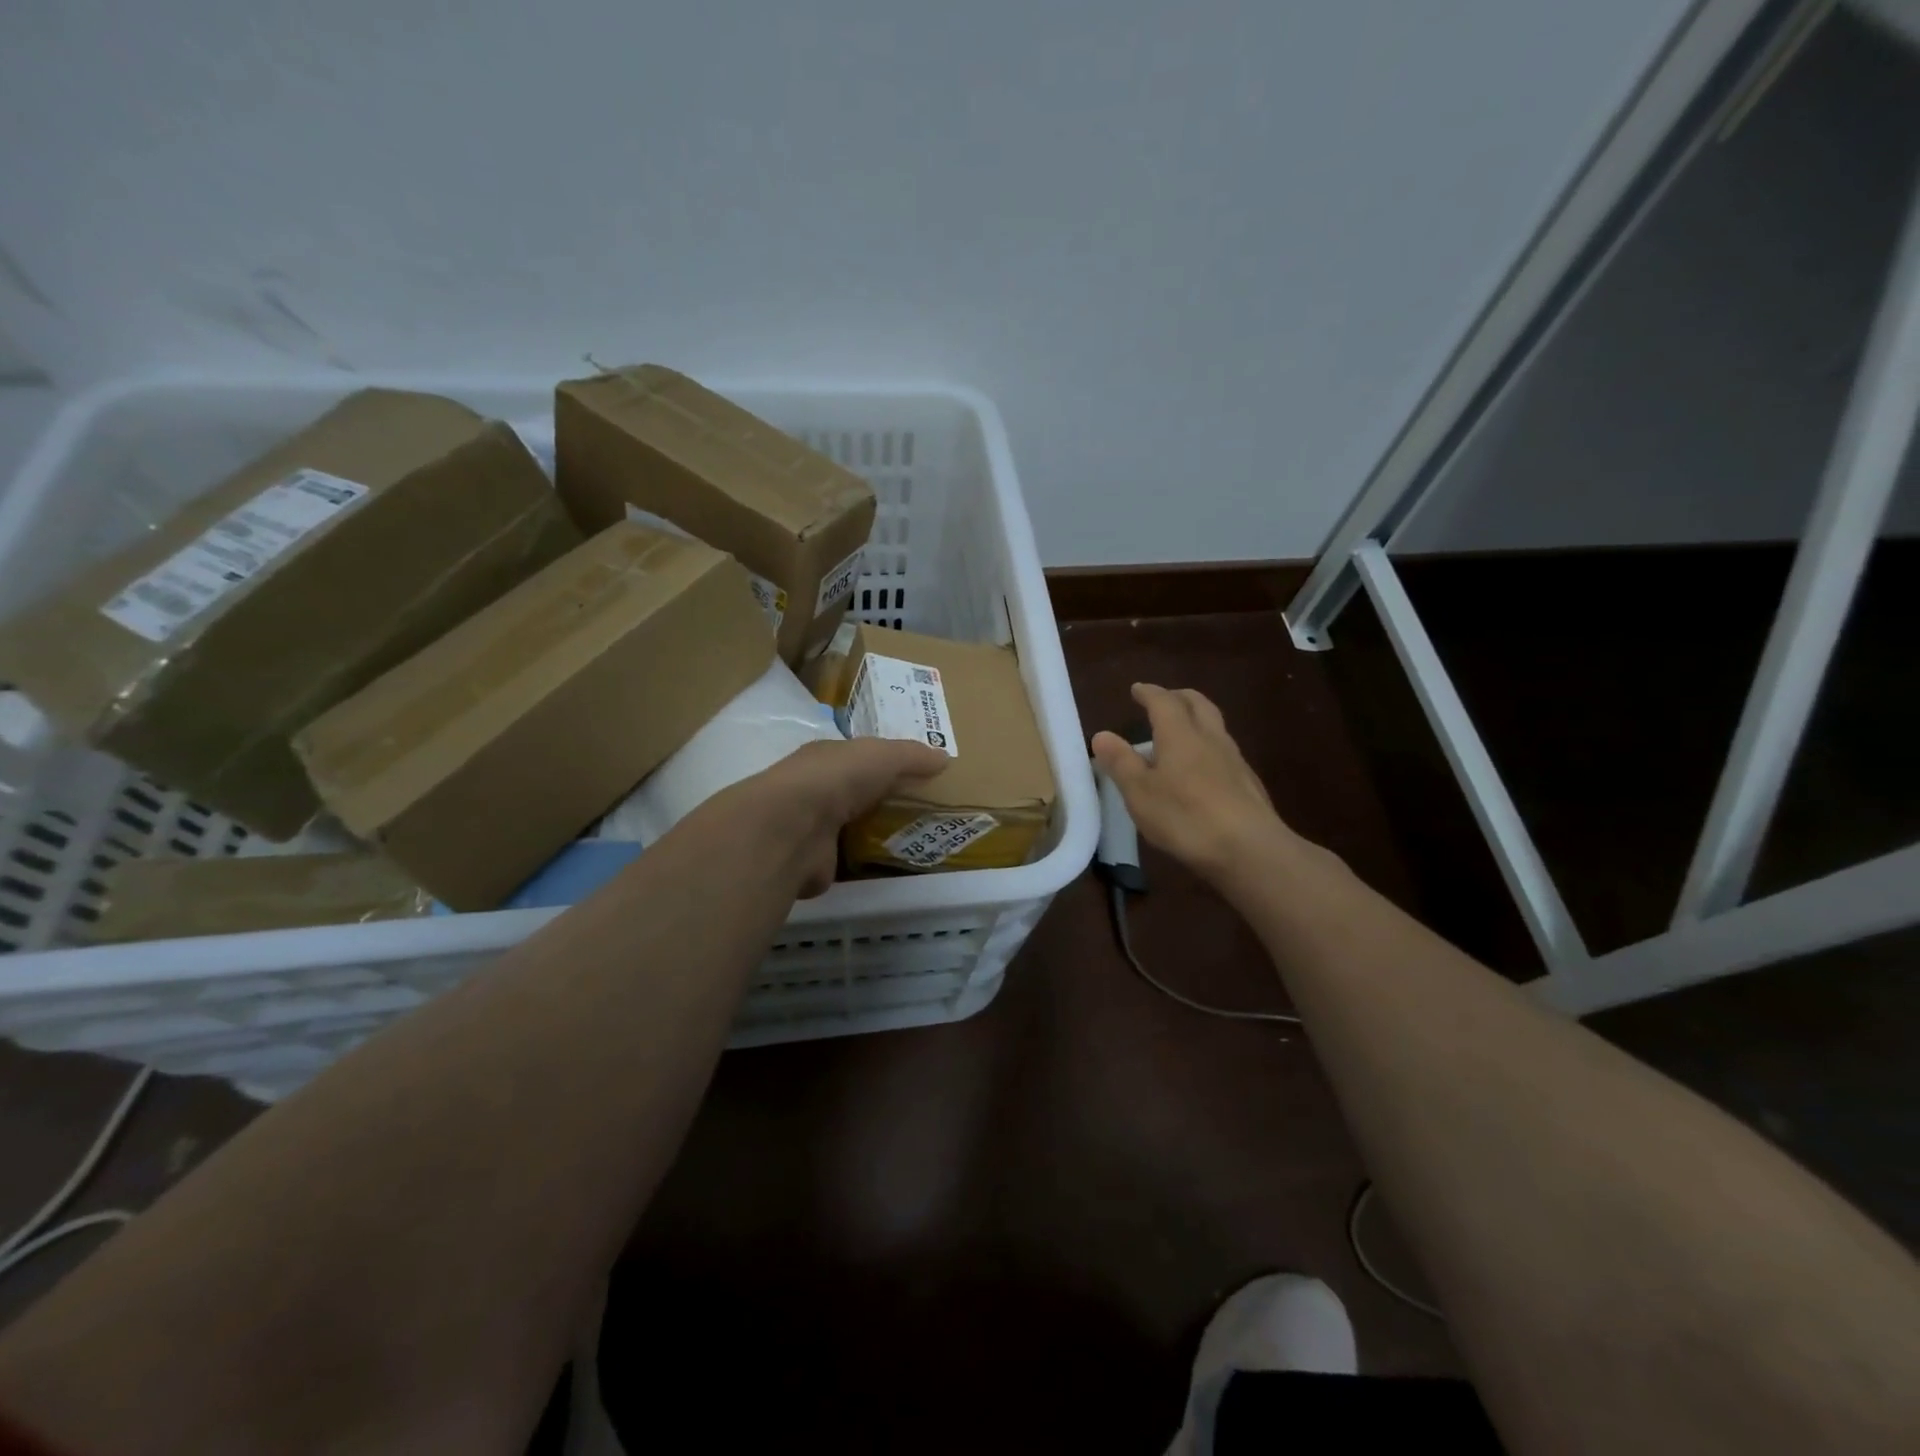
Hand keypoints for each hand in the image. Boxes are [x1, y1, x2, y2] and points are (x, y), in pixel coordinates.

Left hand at [733, 737, 949, 895]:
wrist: (793, 829)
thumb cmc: (837, 779)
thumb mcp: (882, 756)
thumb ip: (911, 756)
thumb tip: (944, 757)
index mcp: (825, 758)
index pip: (856, 758)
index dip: (882, 763)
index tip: (912, 774)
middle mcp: (813, 790)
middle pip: (852, 793)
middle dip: (877, 799)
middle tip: (918, 810)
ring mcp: (810, 828)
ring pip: (847, 827)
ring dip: (868, 833)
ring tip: (910, 840)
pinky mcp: (814, 863)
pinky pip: (845, 861)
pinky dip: (861, 864)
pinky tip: (887, 867)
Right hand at [1091, 683, 1292, 886]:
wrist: (1250, 848)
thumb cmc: (1186, 817)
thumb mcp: (1140, 792)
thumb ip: (1121, 762)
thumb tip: (1102, 735)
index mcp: (1180, 734)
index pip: (1163, 701)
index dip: (1148, 693)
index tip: (1137, 689)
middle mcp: (1210, 737)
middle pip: (1197, 703)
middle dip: (1178, 697)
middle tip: (1162, 699)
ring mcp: (1234, 759)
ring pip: (1214, 725)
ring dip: (1196, 718)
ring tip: (1180, 730)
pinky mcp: (1247, 782)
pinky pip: (1224, 749)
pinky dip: (1207, 745)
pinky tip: (1201, 766)